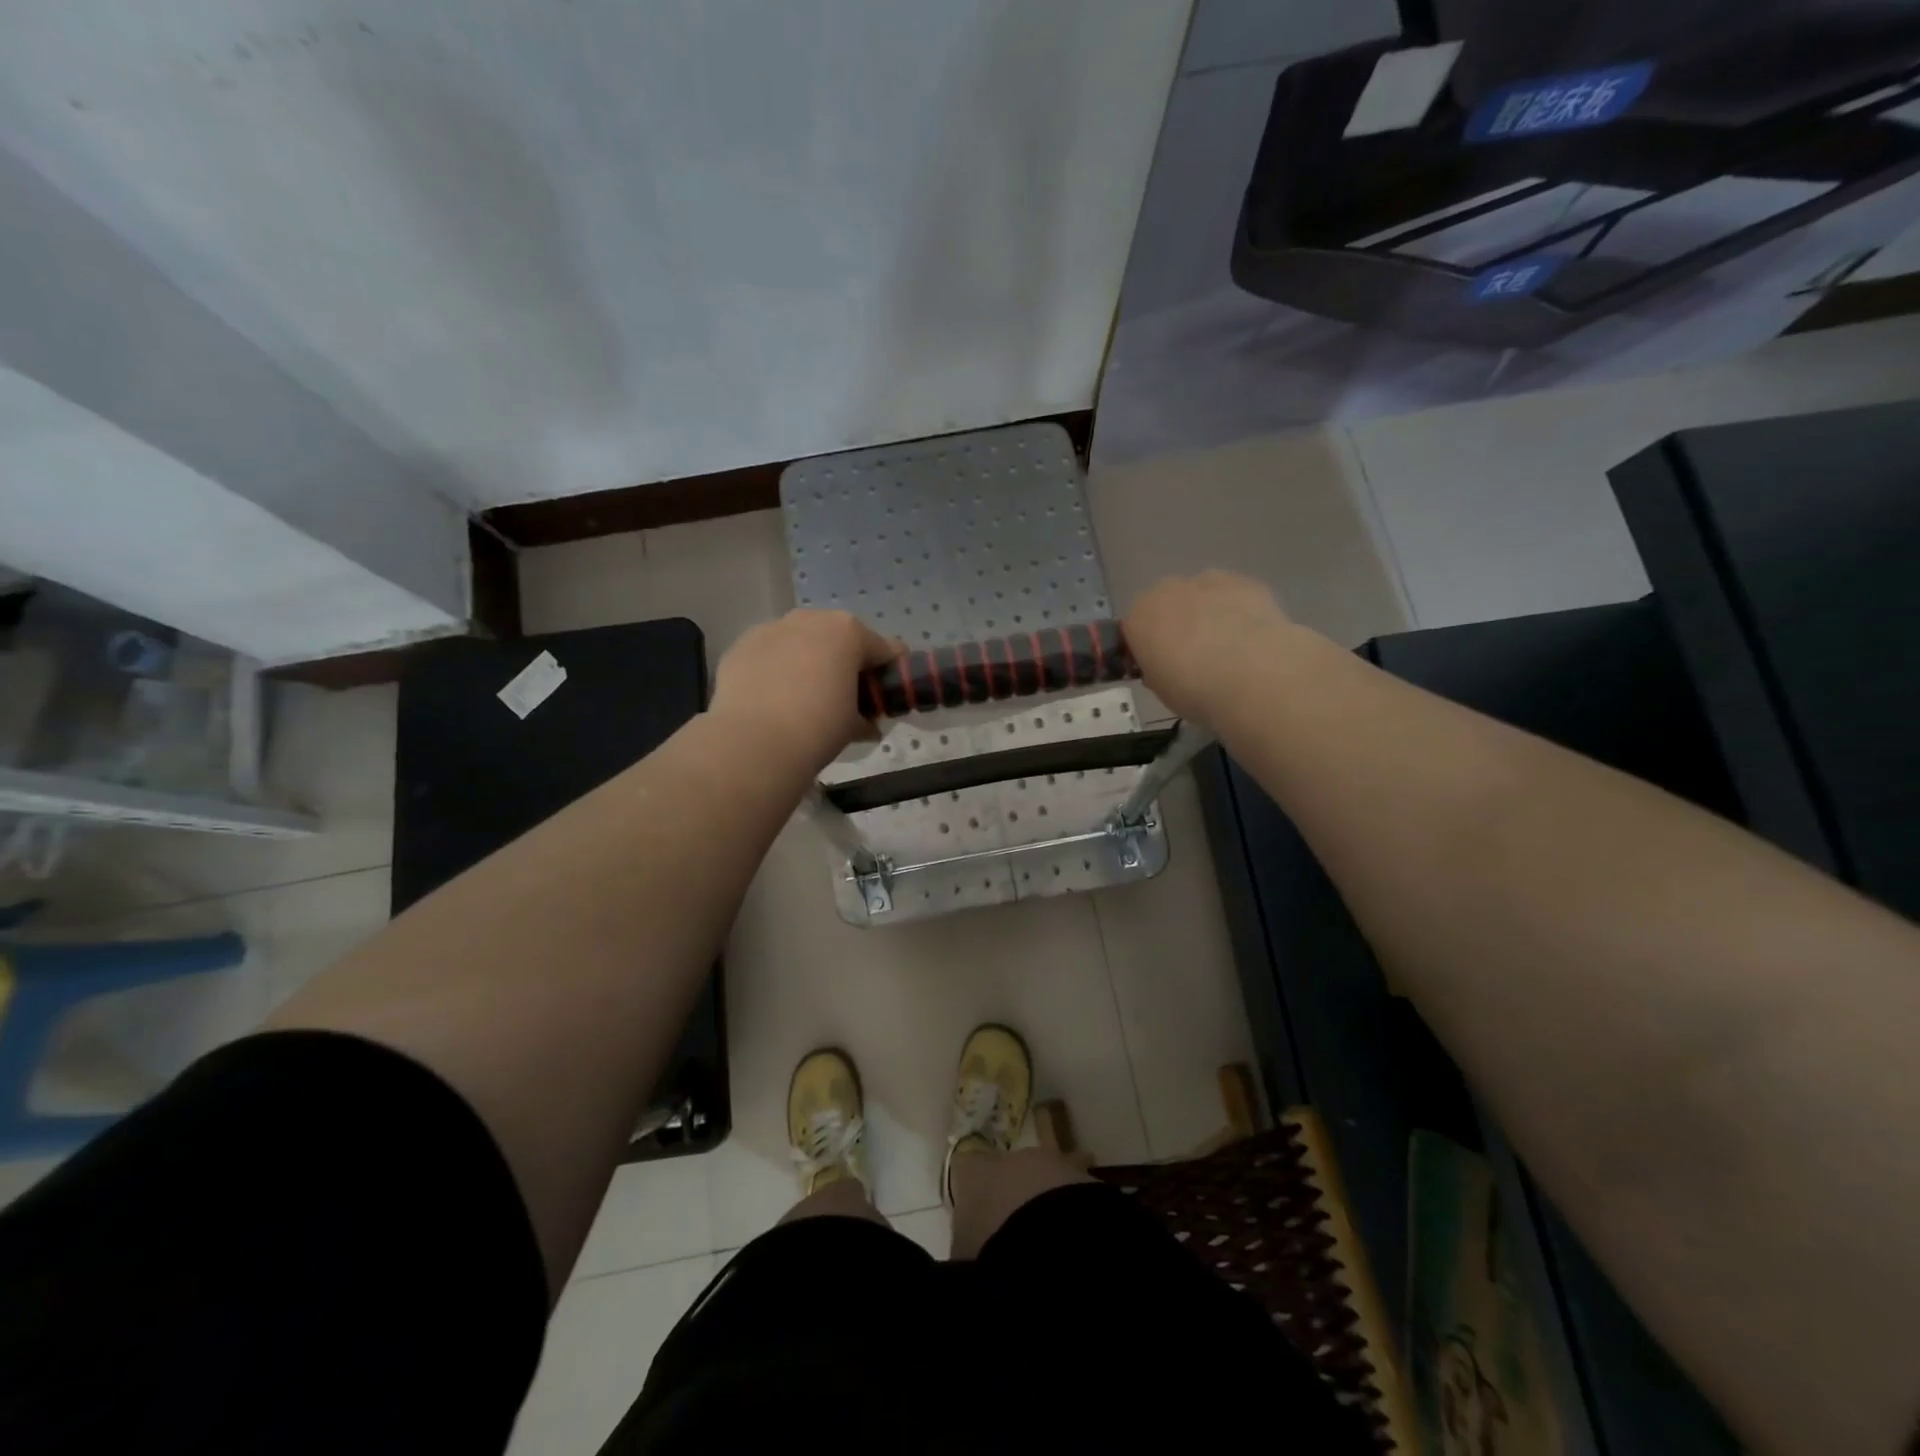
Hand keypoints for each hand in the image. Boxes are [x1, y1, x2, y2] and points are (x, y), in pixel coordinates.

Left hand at [711, 610, 899, 771]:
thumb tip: (868, 726)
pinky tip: (772, 698)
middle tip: (843, 697)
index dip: (888, 673)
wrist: (754, 742)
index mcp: (848, 632)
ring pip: (800, 641)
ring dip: (807, 661)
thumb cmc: (818, 728)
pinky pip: (769, 654)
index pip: (883, 648)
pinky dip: (776, 669)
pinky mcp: (741, 645)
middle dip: (844, 662)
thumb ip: (867, 718)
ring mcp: (771, 628)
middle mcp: (810, 619)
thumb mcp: (853, 726)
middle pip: (839, 637)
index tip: (885, 695)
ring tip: (802, 698)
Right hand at [1123, 571, 1294, 728]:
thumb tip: (1166, 665)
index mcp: (1138, 617)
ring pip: (1199, 594)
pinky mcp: (1246, 582)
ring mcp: (1207, 581)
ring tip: (1226, 648)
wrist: (1253, 677)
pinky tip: (1250, 637)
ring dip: (1206, 613)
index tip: (1158, 668)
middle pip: (1164, 604)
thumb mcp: (1160, 690)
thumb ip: (1156, 669)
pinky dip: (1237, 610)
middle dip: (1174, 623)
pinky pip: (1232, 595)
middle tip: (1192, 657)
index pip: (1132, 628)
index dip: (1145, 647)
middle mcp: (1167, 590)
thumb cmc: (1194, 691)